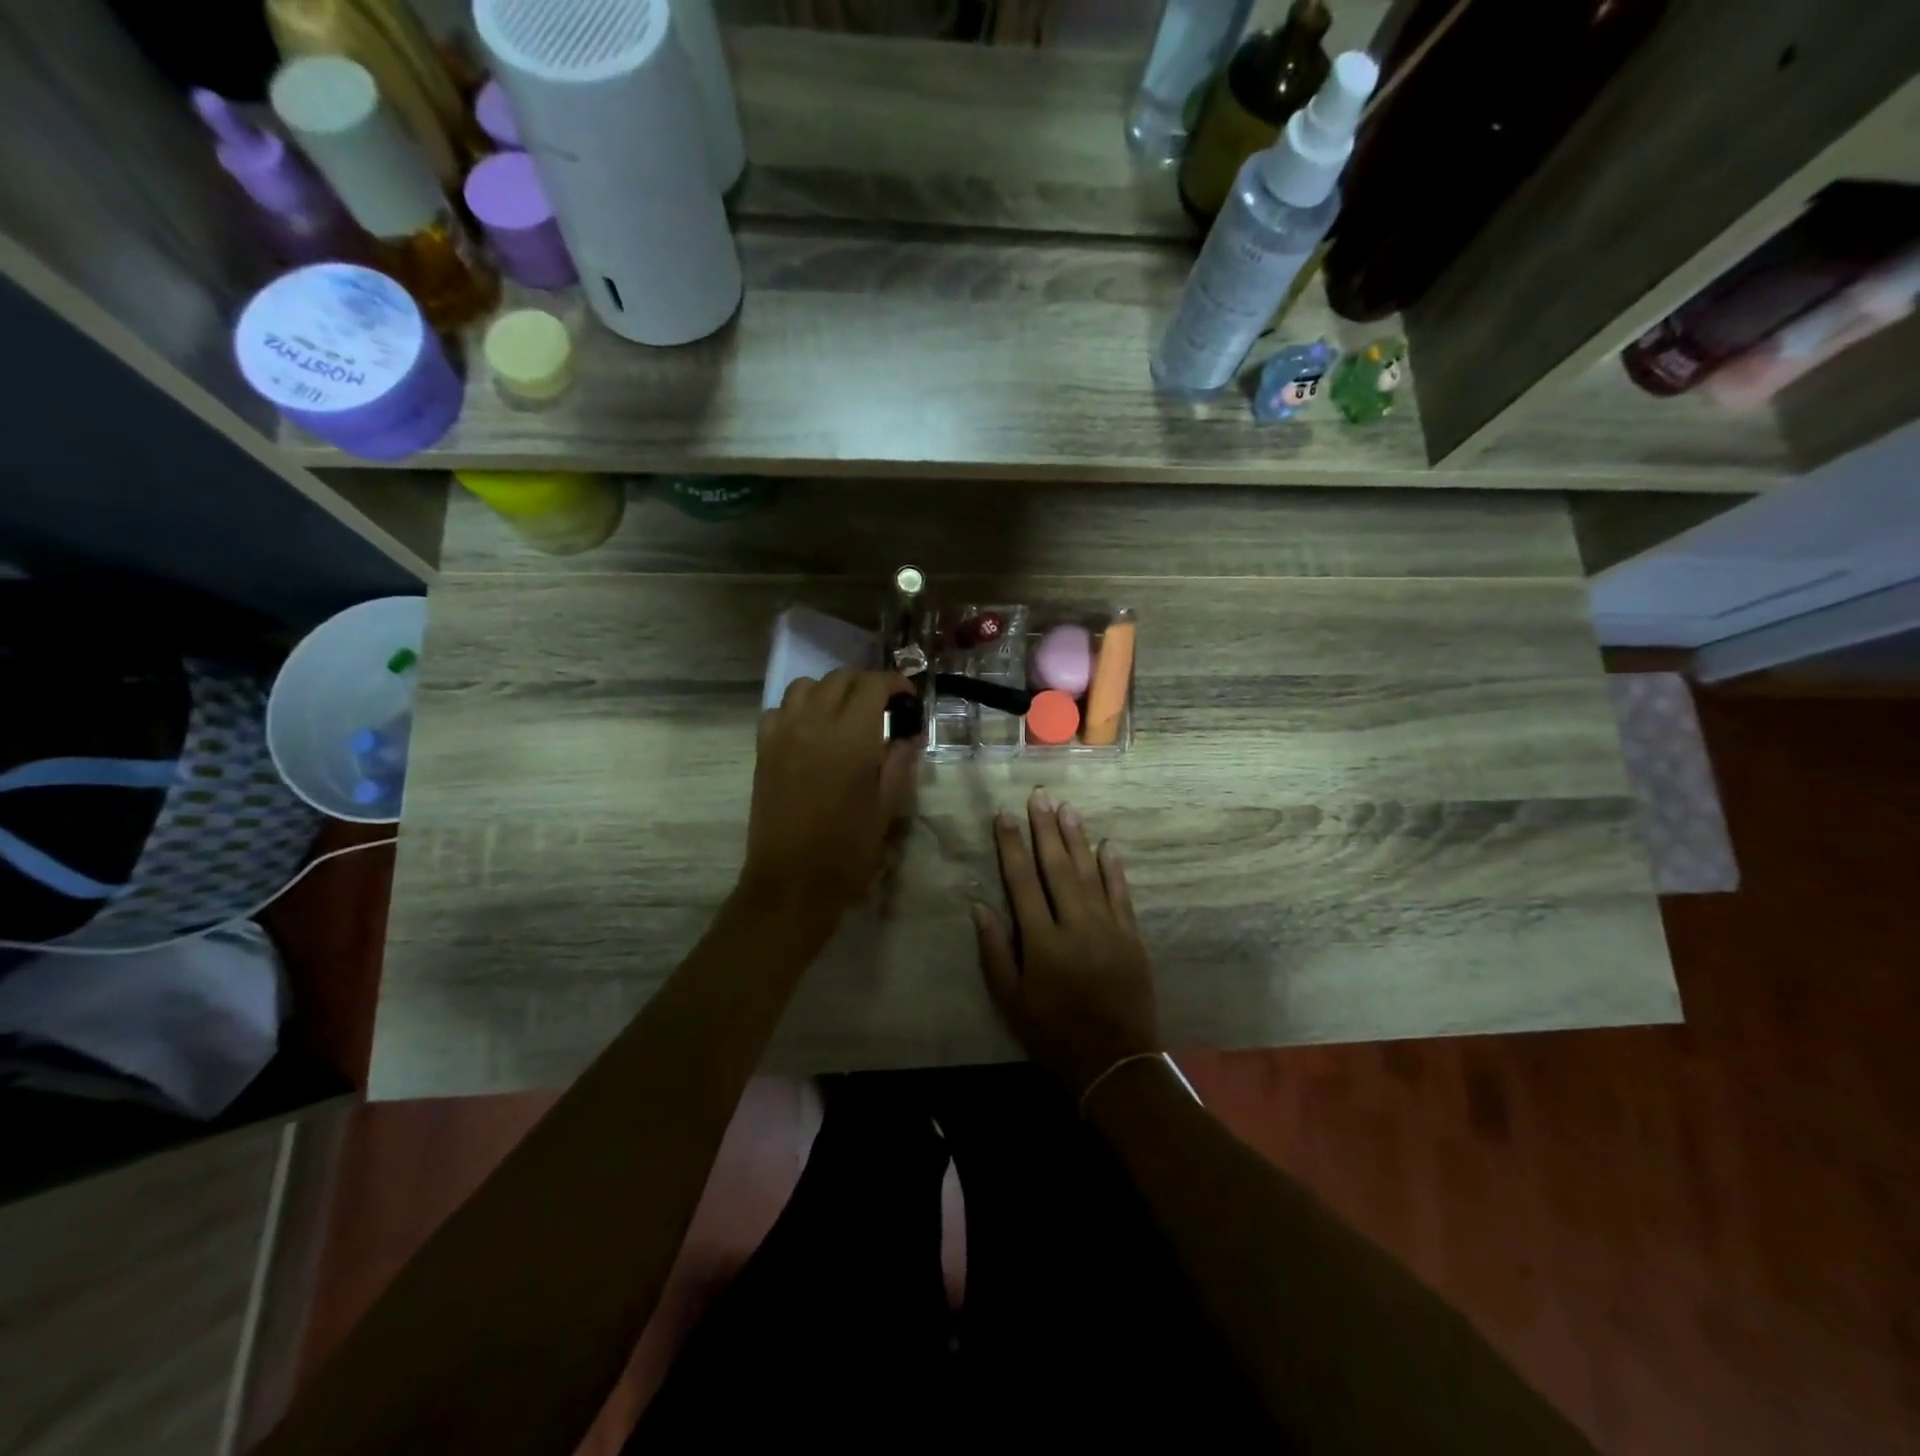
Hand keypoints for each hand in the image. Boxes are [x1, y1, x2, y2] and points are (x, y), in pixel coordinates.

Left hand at [739, 668, 920, 925]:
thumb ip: (900, 760)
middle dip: (866, 684)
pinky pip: (779, 709)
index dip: (894, 684)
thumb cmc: (848, 848)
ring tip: (845, 714)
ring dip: (830, 690)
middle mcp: (813, 722)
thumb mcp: (888, 805)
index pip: (873, 684)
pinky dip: (799, 709)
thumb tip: (909, 732)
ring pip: (805, 685)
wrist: (792, 880)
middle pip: (840, 677)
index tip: (907, 699)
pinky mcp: (763, 749)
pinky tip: (811, 732)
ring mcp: (783, 733)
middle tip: (882, 706)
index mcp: (851, 736)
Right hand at [972, 789, 1158, 1097]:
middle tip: (1040, 796)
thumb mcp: (1010, 1000)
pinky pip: (1122, 895)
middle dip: (1046, 829)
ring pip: (1091, 873)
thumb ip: (994, 950)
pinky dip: (1114, 870)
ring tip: (1067, 808)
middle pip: (1058, 868)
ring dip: (1078, 839)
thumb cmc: (1052, 1033)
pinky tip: (1107, 846)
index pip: (1022, 882)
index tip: (1005, 816)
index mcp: (1041, 942)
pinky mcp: (1132, 938)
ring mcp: (1108, 929)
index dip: (1012, 846)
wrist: (1113, 1062)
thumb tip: (979, 905)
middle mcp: (1075, 926)